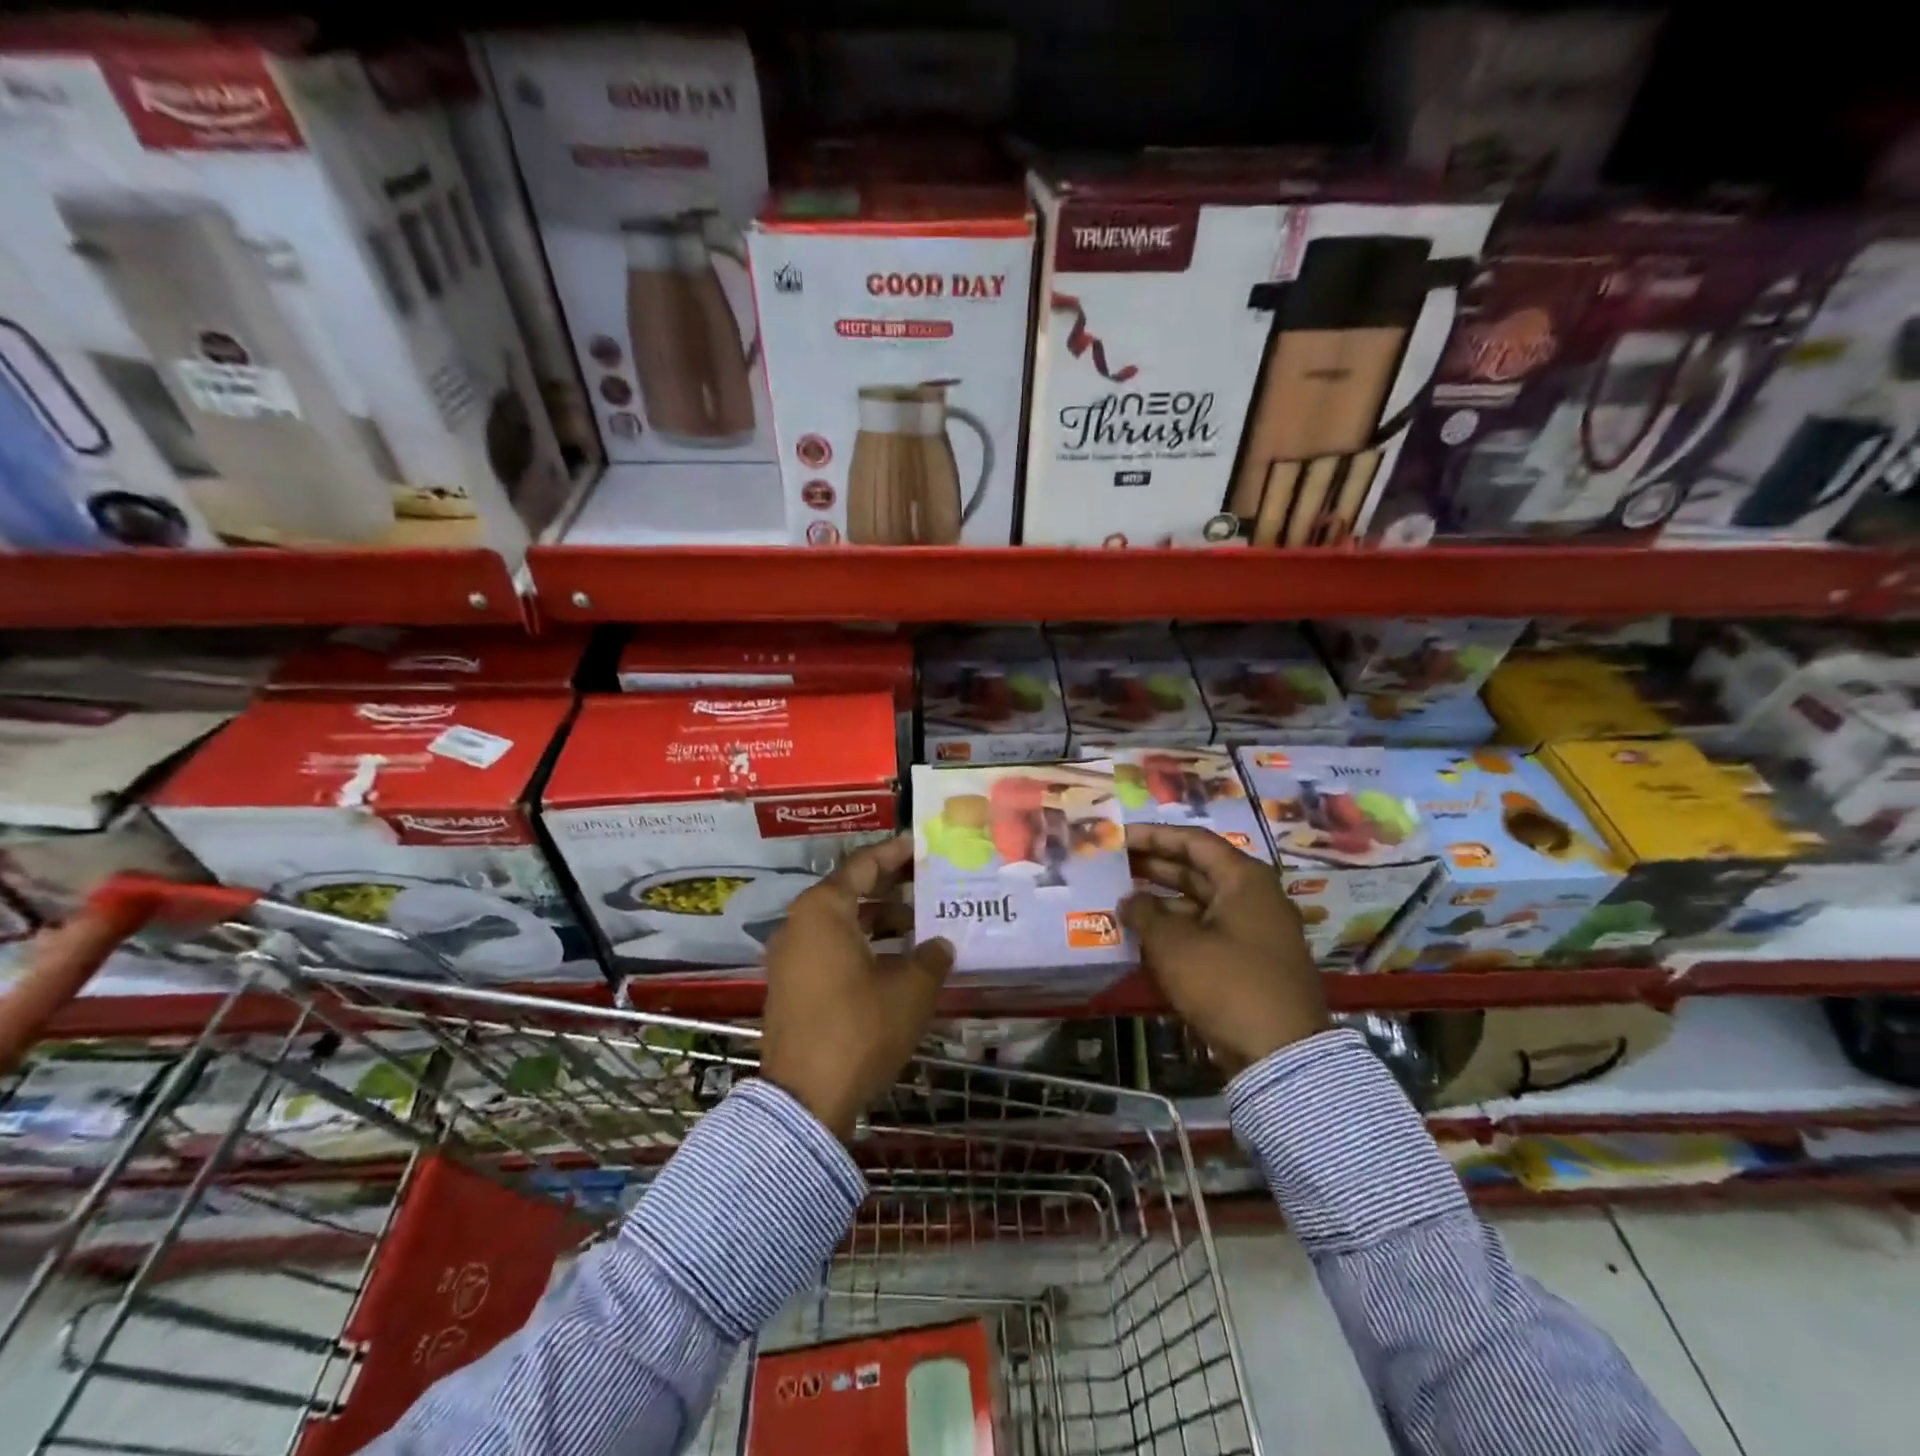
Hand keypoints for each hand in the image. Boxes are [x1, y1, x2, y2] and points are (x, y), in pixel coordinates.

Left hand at [761, 835, 953, 1138]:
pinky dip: (862, 946)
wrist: (805, 1099)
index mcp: (823, 910)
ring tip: (921, 926)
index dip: (895, 853)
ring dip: (879, 922)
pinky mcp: (791, 987)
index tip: (921, 845)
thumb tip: (941, 945)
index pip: (863, 865)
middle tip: (928, 884)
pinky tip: (896, 961)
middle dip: (891, 889)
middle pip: (850, 892)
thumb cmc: (860, 1028)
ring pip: (841, 924)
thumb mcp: (910, 989)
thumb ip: (931, 957)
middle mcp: (799, 924)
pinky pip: (830, 949)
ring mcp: (790, 957)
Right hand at [1123, 824, 1329, 1074]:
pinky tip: (1143, 934)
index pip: (1193, 841)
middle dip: (1154, 866)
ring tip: (1120, 898)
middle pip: (1197, 869)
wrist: (1280, 1054)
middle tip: (1113, 865)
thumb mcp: (1174, 944)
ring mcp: (1254, 931)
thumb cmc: (1226, 983)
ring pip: (1200, 902)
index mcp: (1244, 879)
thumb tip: (1129, 900)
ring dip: (1161, 900)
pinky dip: (1176, 928)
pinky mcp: (1248, 962)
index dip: (1153, 836)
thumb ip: (1145, 913)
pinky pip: (1206, 931)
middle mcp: (1254, 897)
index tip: (1119, 837)